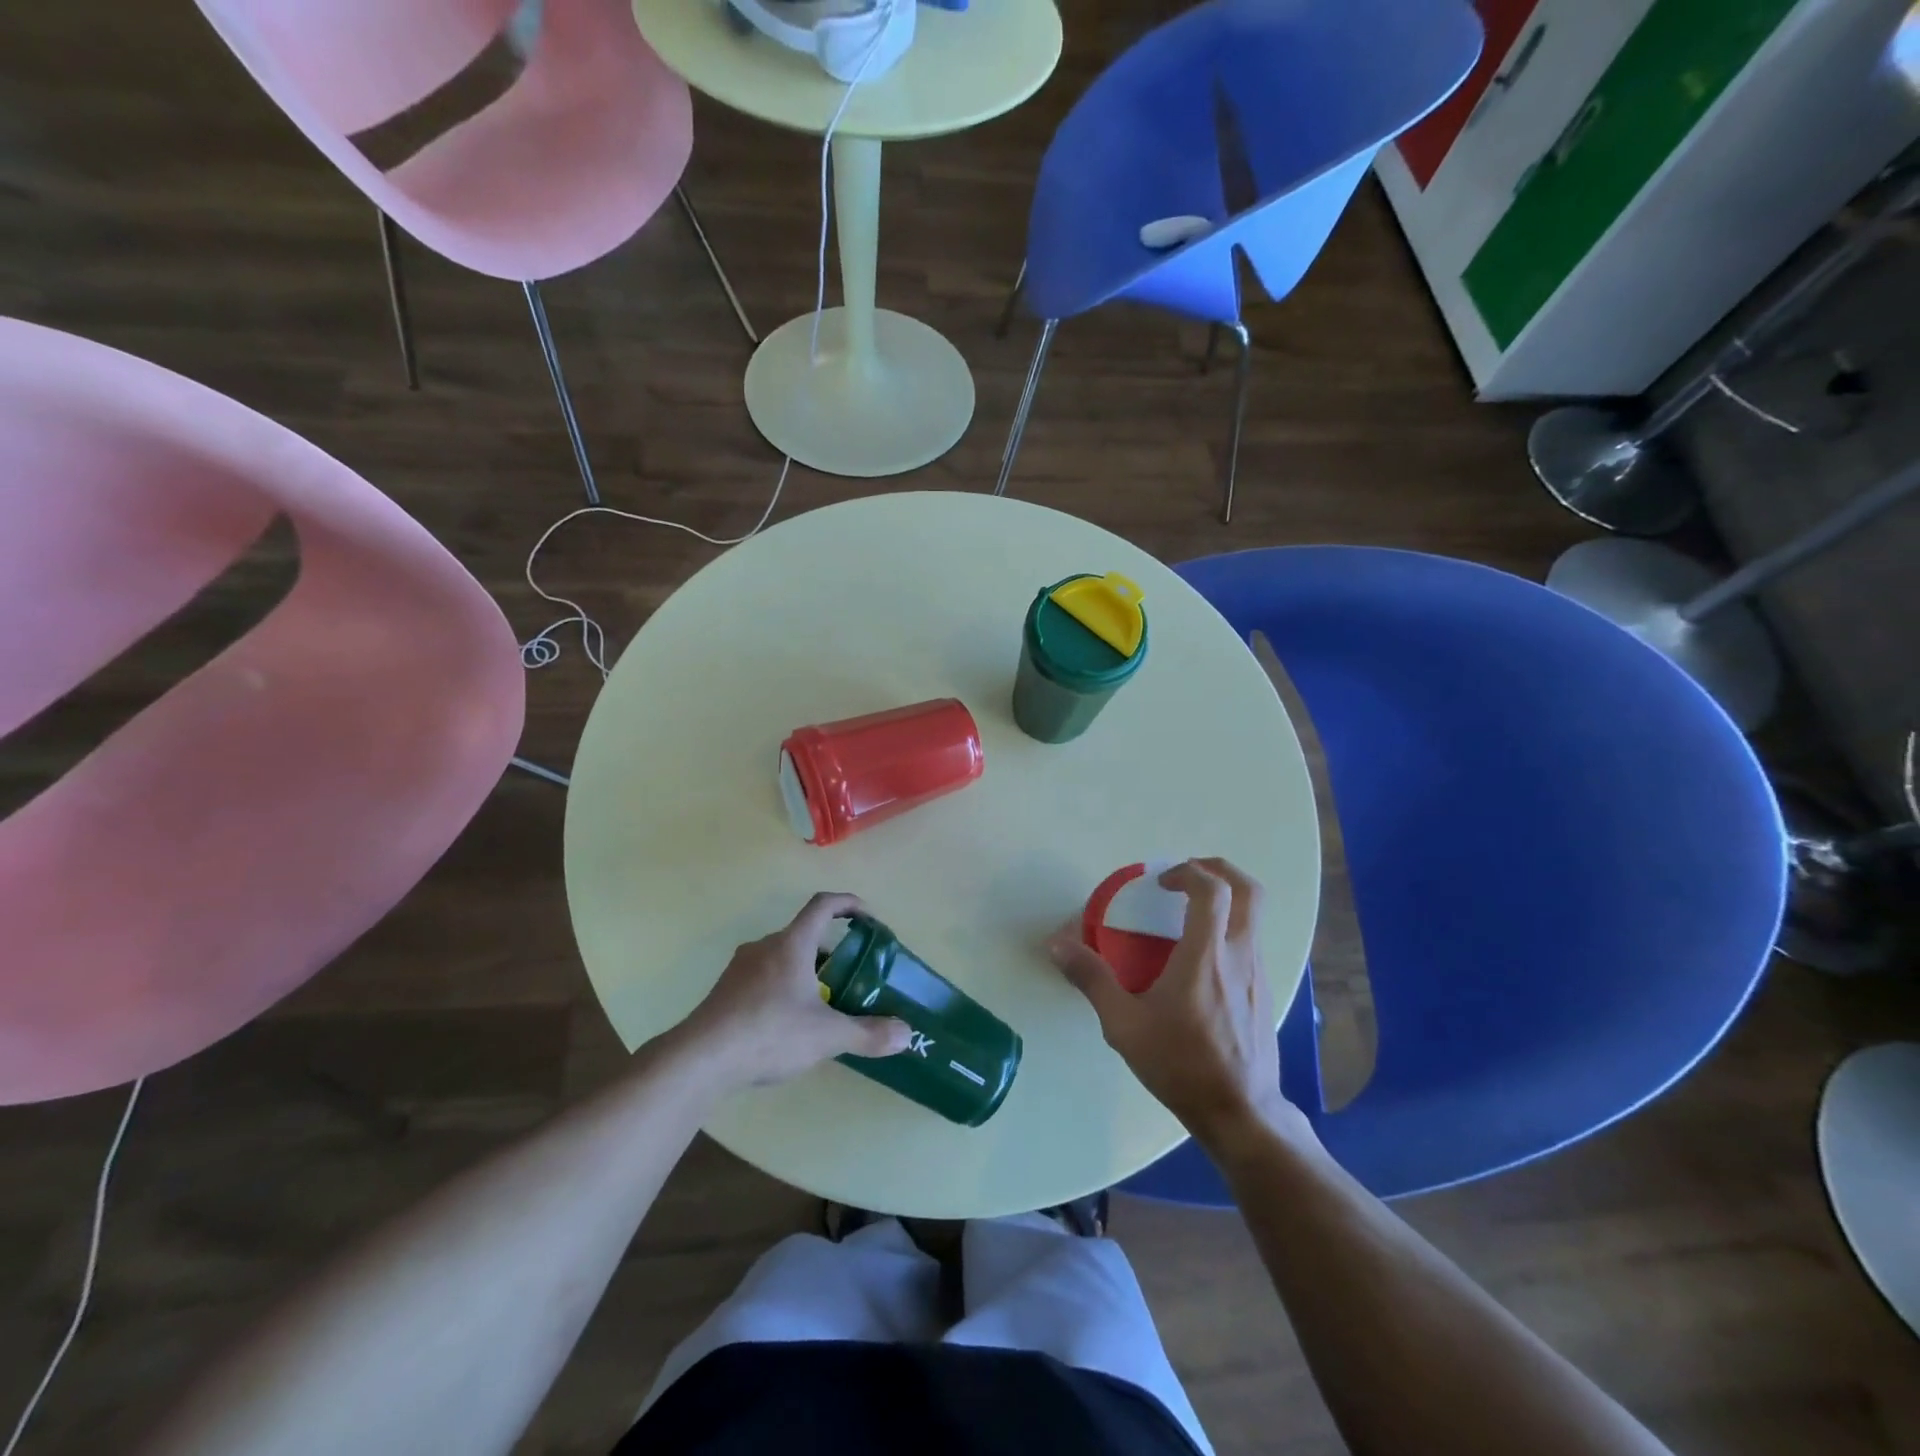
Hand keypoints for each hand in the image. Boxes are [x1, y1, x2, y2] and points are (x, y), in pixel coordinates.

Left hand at [680, 892, 912, 1090]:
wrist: (699, 1060)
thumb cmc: (769, 1033)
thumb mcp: (826, 1036)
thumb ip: (868, 1033)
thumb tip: (906, 1034)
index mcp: (791, 944)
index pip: (823, 905)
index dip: (848, 904)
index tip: (867, 918)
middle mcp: (765, 947)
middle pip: (804, 934)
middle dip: (830, 951)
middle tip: (850, 977)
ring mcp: (740, 969)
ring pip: (782, 958)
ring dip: (806, 971)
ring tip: (822, 1004)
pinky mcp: (724, 992)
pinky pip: (762, 978)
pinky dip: (782, 988)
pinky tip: (787, 1024)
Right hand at [1049, 858, 1305, 1150]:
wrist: (1241, 1113)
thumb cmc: (1181, 1065)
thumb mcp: (1124, 1025)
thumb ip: (1092, 979)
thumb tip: (1057, 945)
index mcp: (1207, 955)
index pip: (1212, 889)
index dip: (1187, 872)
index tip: (1161, 882)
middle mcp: (1240, 954)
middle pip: (1248, 890)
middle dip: (1218, 869)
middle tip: (1186, 875)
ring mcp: (1259, 973)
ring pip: (1254, 915)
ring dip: (1225, 899)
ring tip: (1188, 913)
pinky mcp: (1265, 991)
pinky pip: (1251, 941)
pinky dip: (1229, 927)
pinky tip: (1200, 957)